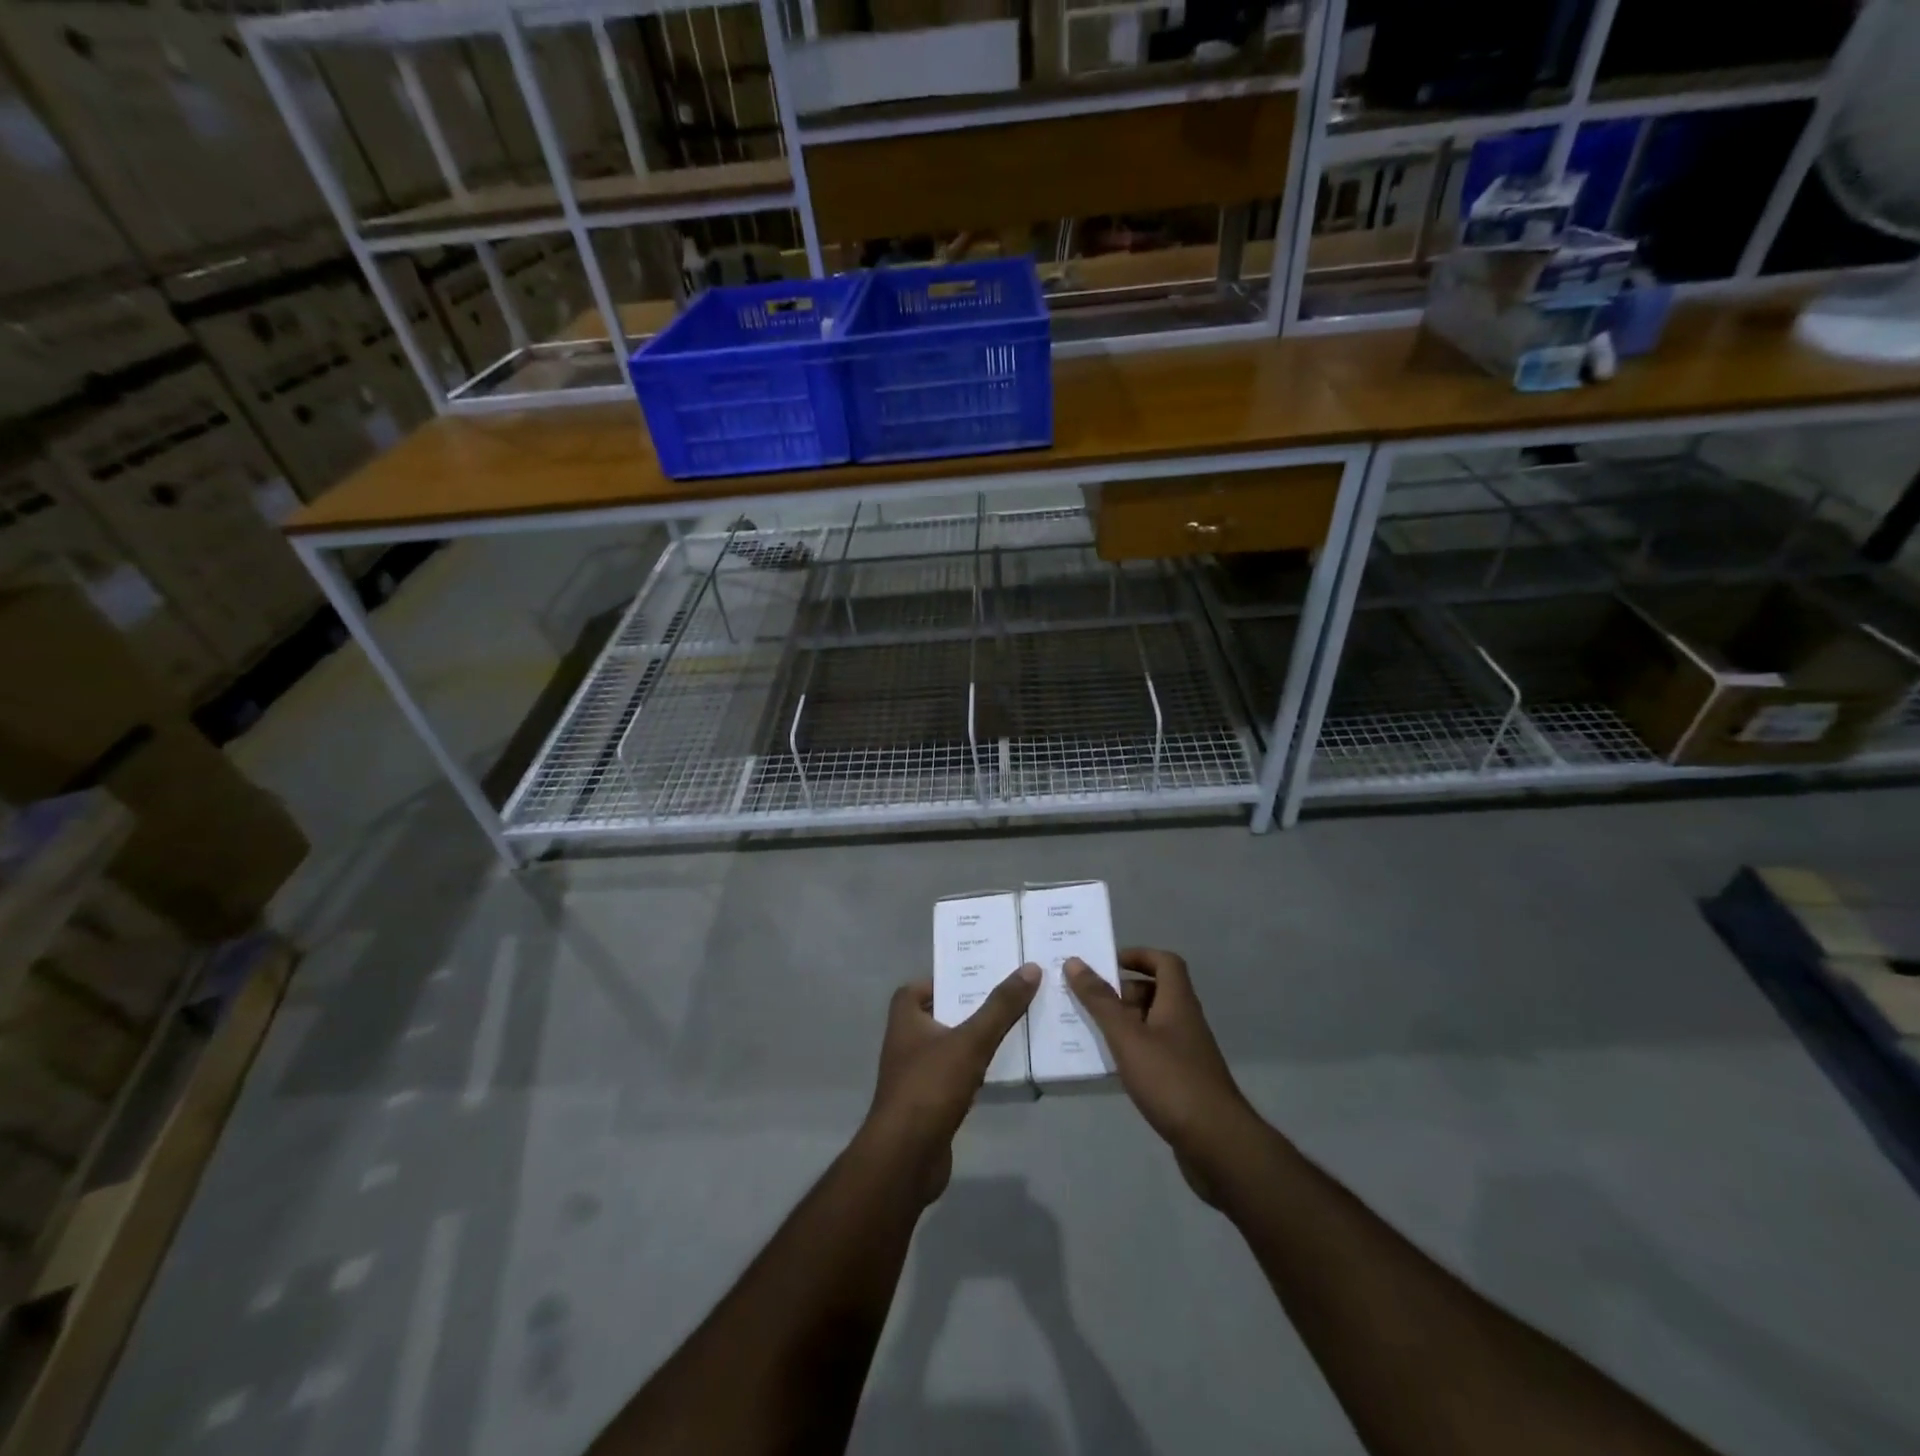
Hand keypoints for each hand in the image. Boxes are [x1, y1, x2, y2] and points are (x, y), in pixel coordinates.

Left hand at [866, 965, 1039, 1201]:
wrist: (906, 1158)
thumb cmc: (930, 1087)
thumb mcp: (971, 1041)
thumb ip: (1000, 1007)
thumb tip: (1030, 968)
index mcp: (905, 1020)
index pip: (916, 989)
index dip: (942, 981)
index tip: (974, 978)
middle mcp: (905, 1044)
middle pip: (939, 1016)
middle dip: (968, 1008)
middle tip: (1005, 998)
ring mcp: (916, 1077)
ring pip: (950, 1048)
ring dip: (974, 1041)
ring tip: (1012, 1029)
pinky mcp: (929, 1106)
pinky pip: (956, 1078)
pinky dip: (975, 1072)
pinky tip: (1001, 1072)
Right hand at [1065, 948, 1254, 1203]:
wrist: (1217, 1144)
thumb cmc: (1171, 1080)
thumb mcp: (1128, 1037)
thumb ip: (1100, 1001)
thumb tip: (1075, 961)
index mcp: (1178, 1002)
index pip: (1165, 962)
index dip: (1138, 955)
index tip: (1107, 962)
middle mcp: (1186, 1021)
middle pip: (1156, 992)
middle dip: (1123, 992)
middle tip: (1089, 999)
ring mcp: (1187, 1053)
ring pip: (1152, 1024)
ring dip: (1124, 1022)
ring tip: (1090, 1030)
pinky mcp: (1184, 1081)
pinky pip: (1154, 1052)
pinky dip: (1132, 1050)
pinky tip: (1110, 1066)